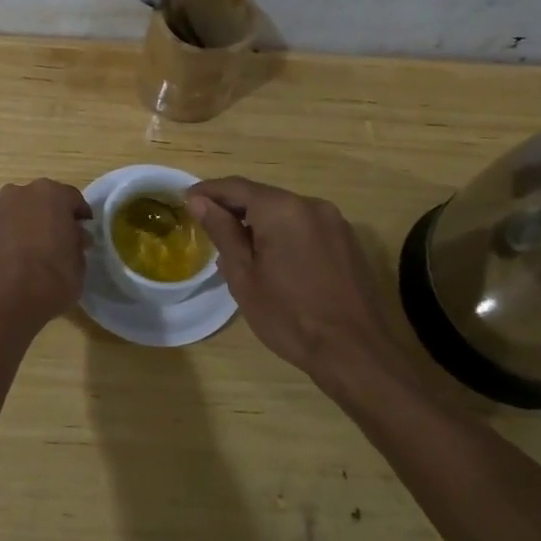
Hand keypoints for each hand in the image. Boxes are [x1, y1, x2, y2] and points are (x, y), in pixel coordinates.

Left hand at [0, 179, 90, 328]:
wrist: (5, 302)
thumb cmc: (52, 278)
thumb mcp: (79, 262)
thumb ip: (76, 242)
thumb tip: (73, 236)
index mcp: (50, 194)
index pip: (72, 199)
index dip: (79, 216)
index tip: (83, 232)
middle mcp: (19, 194)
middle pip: (41, 201)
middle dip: (50, 216)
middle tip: (58, 240)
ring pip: (17, 214)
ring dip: (26, 226)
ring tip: (34, 252)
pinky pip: (0, 232)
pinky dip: (8, 240)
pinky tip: (14, 262)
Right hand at [187, 177, 419, 394]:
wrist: (355, 352)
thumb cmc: (289, 316)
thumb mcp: (244, 276)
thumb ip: (222, 231)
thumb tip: (199, 202)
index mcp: (282, 209)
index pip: (236, 187)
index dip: (207, 192)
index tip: (185, 201)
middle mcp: (311, 205)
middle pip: (262, 197)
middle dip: (233, 209)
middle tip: (207, 228)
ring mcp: (334, 222)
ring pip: (284, 212)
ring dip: (258, 223)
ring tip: (236, 249)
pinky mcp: (347, 241)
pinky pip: (304, 227)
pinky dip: (282, 234)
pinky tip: (271, 260)